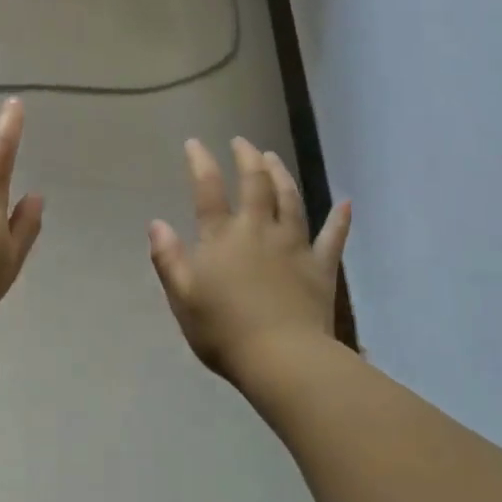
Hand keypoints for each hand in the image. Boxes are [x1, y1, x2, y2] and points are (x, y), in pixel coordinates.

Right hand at [148, 137, 350, 380]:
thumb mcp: (182, 296)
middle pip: (256, 184)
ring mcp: (294, 246)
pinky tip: (346, 202)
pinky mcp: (321, 267)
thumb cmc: (223, 330)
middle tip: (242, 142)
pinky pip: (333, 237)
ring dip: (282, 175)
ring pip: (290, 200)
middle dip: (248, 158)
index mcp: (222, 237)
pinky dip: (340, 219)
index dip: (201, 162)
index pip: (209, 189)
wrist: (282, 359)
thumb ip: (168, 257)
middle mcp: (259, 230)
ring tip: (274, 158)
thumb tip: (156, 223)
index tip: (195, 143)